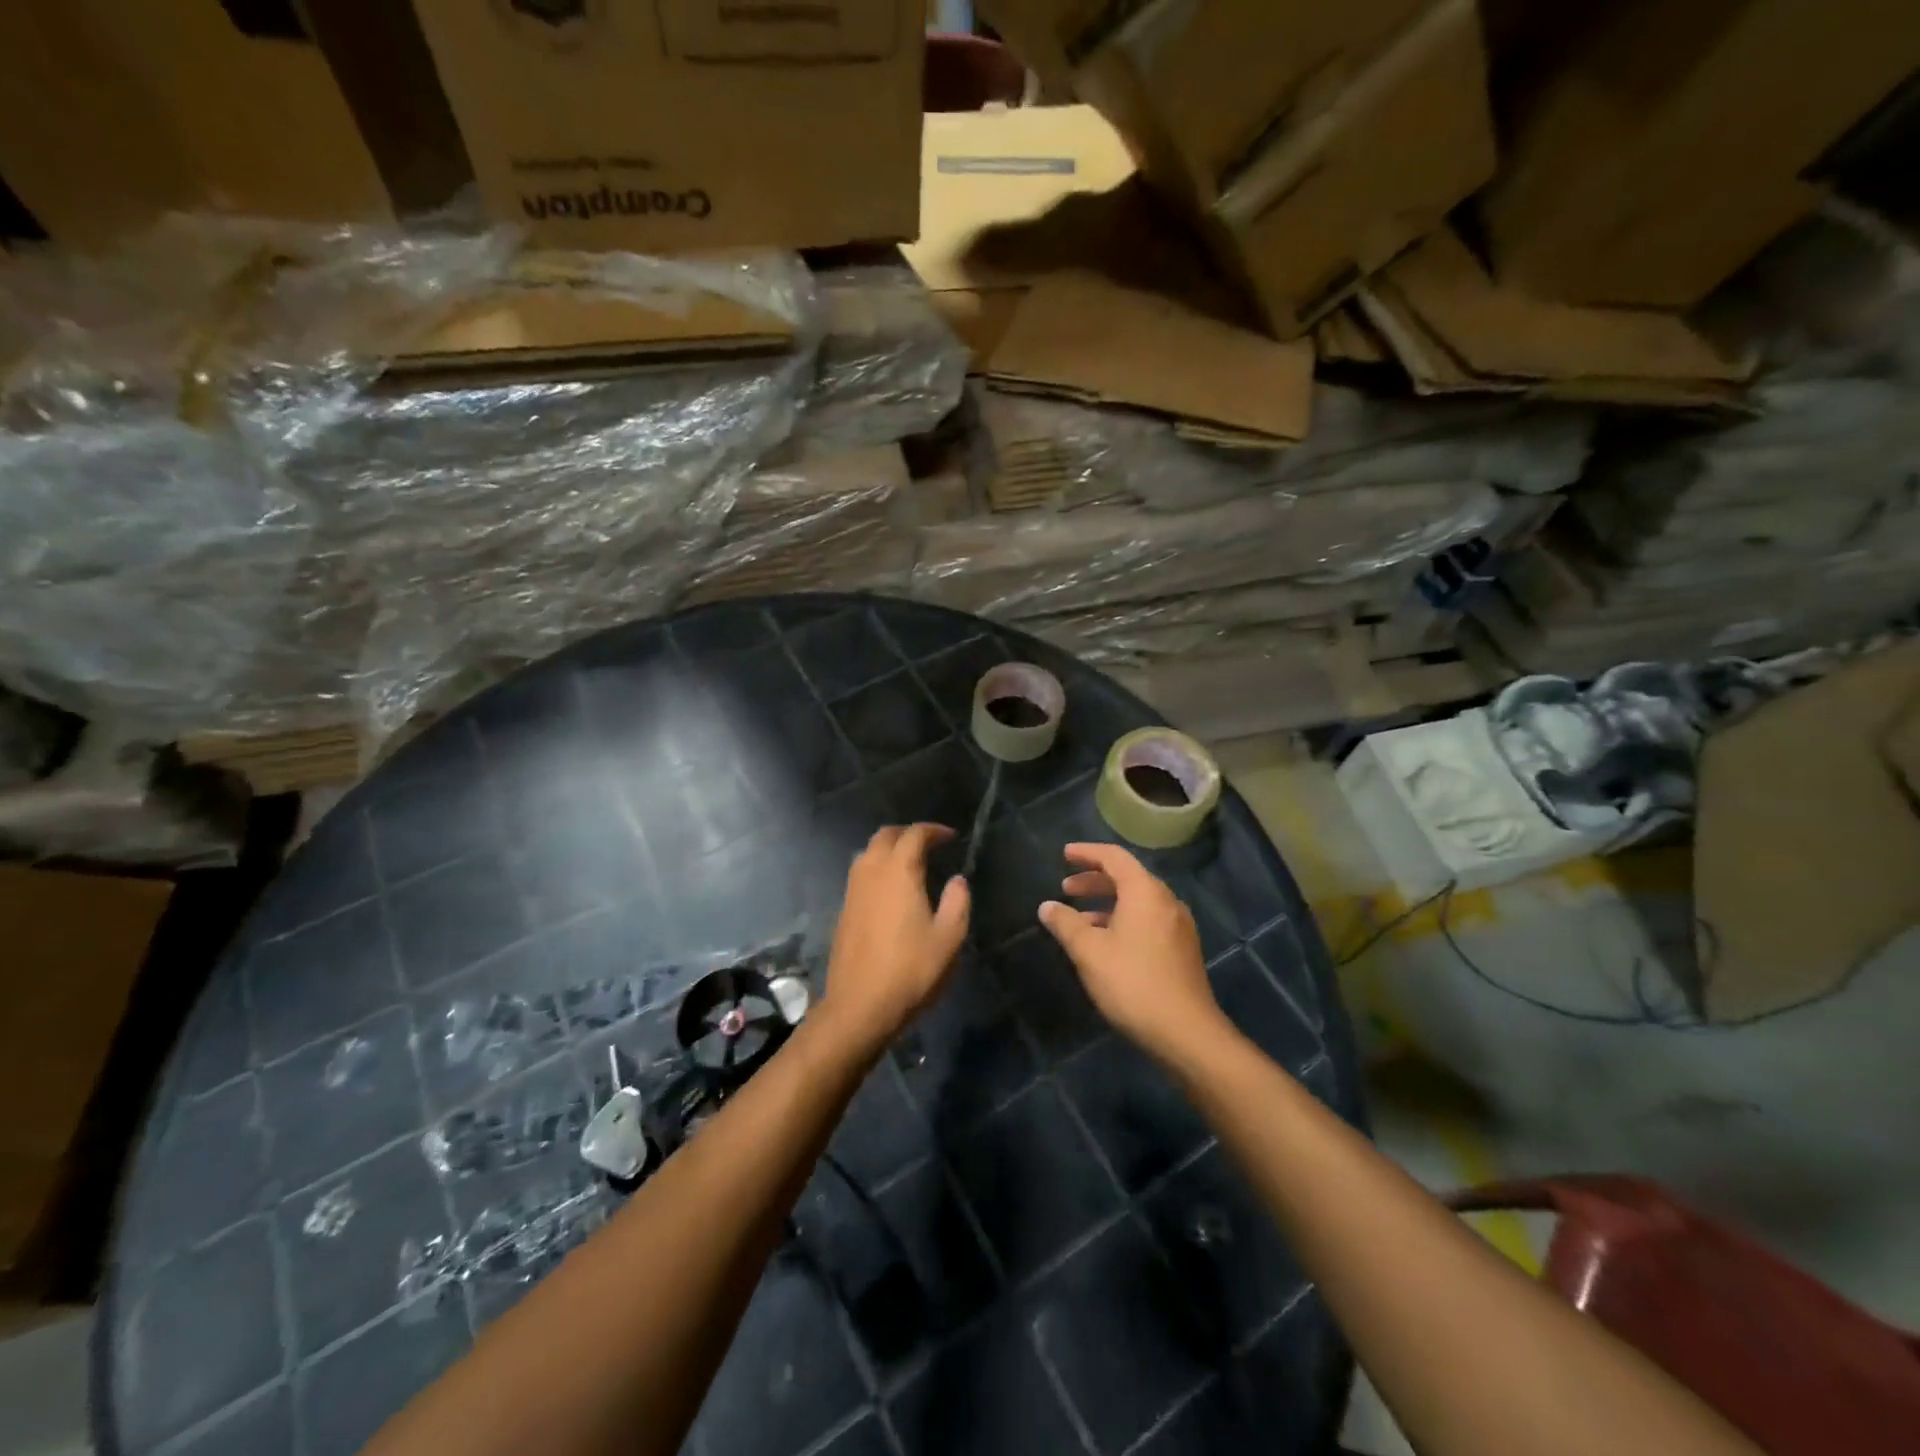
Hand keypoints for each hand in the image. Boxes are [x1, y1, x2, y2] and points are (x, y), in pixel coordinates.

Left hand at [818, 824, 969, 1056]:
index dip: (933, 830)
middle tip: (928, 843)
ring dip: (888, 849)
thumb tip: (957, 880)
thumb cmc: (911, 970)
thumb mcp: (949, 938)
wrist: (860, 1006)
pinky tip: (890, 891)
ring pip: (867, 854)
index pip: (914, 835)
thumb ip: (957, 902)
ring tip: (910, 863)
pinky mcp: (843, 911)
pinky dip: (877, 869)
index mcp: (898, 871)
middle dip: (907, 833)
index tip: (950, 837)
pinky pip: (860, 875)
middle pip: (885, 836)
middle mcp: (871, 872)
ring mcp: (852, 892)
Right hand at [1038, 842, 1225, 1064]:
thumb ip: (1065, 924)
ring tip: (1080, 919)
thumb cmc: (1132, 983)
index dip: (1087, 853)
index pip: (1114, 857)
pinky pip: (1148, 919)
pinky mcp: (1182, 948)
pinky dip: (1123, 919)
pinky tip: (1106, 942)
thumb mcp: (1089, 952)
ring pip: (1138, 901)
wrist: (1186, 1032)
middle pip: (1127, 877)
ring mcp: (1178, 925)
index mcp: (1145, 892)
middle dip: (1094, 880)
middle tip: (1067, 888)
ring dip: (1107, 902)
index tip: (1065, 854)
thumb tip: (1047, 906)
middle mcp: (1166, 901)